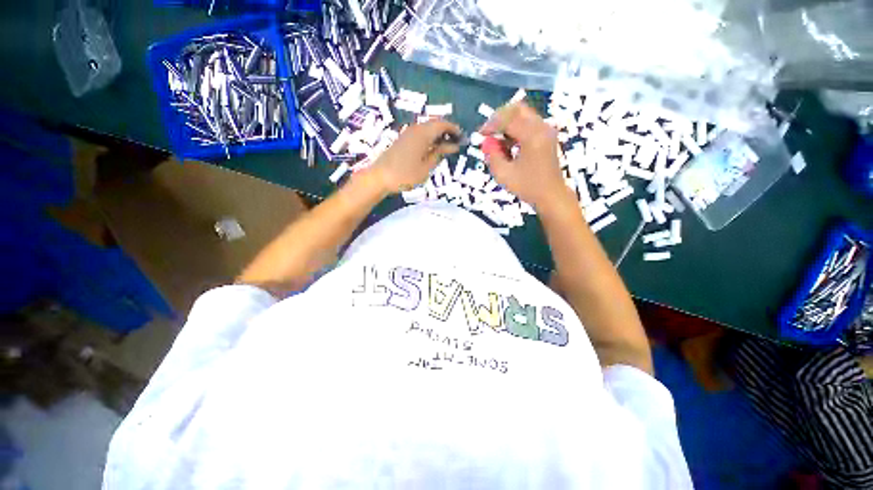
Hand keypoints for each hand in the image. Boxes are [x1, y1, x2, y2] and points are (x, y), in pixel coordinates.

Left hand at [369, 119, 461, 194]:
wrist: (379, 177)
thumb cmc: (404, 175)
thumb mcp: (426, 167)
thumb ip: (439, 154)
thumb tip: (453, 146)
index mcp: (422, 134)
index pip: (443, 124)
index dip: (454, 129)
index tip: (463, 138)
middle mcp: (415, 129)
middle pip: (435, 123)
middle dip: (448, 131)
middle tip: (456, 144)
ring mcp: (408, 133)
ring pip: (428, 128)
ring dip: (439, 135)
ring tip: (447, 148)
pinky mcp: (403, 139)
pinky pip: (421, 133)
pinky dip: (430, 138)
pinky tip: (433, 149)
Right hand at [479, 102, 569, 209]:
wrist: (551, 195)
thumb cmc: (528, 187)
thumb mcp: (504, 174)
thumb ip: (493, 156)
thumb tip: (487, 142)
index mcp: (532, 136)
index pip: (507, 119)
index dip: (491, 125)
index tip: (480, 135)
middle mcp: (541, 127)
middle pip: (517, 109)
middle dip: (499, 118)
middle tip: (488, 132)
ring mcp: (546, 131)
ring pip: (523, 115)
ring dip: (508, 124)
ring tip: (498, 142)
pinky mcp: (547, 136)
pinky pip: (528, 123)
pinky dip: (516, 129)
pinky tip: (509, 145)